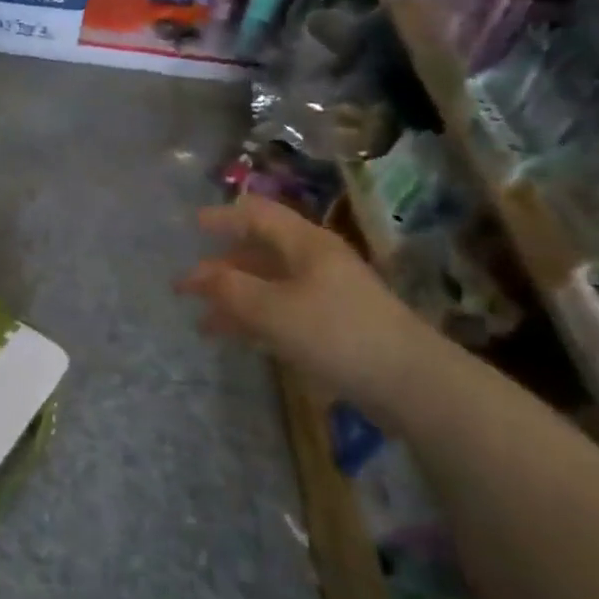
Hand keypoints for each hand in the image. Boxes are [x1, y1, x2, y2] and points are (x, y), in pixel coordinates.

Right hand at [177, 195, 436, 421]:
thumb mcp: (273, 309)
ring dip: (234, 297)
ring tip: (202, 321)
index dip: (223, 216)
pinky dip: (254, 318)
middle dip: (220, 266)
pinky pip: (282, 310)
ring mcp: (328, 293)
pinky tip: (236, 336)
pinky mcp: (334, 324)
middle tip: (186, 285)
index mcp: (305, 244)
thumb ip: (230, 289)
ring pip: (269, 284)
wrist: (412, 384)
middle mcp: (316, 261)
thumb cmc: (338, 334)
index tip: (192, 225)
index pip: (257, 214)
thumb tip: (198, 276)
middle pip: (260, 251)